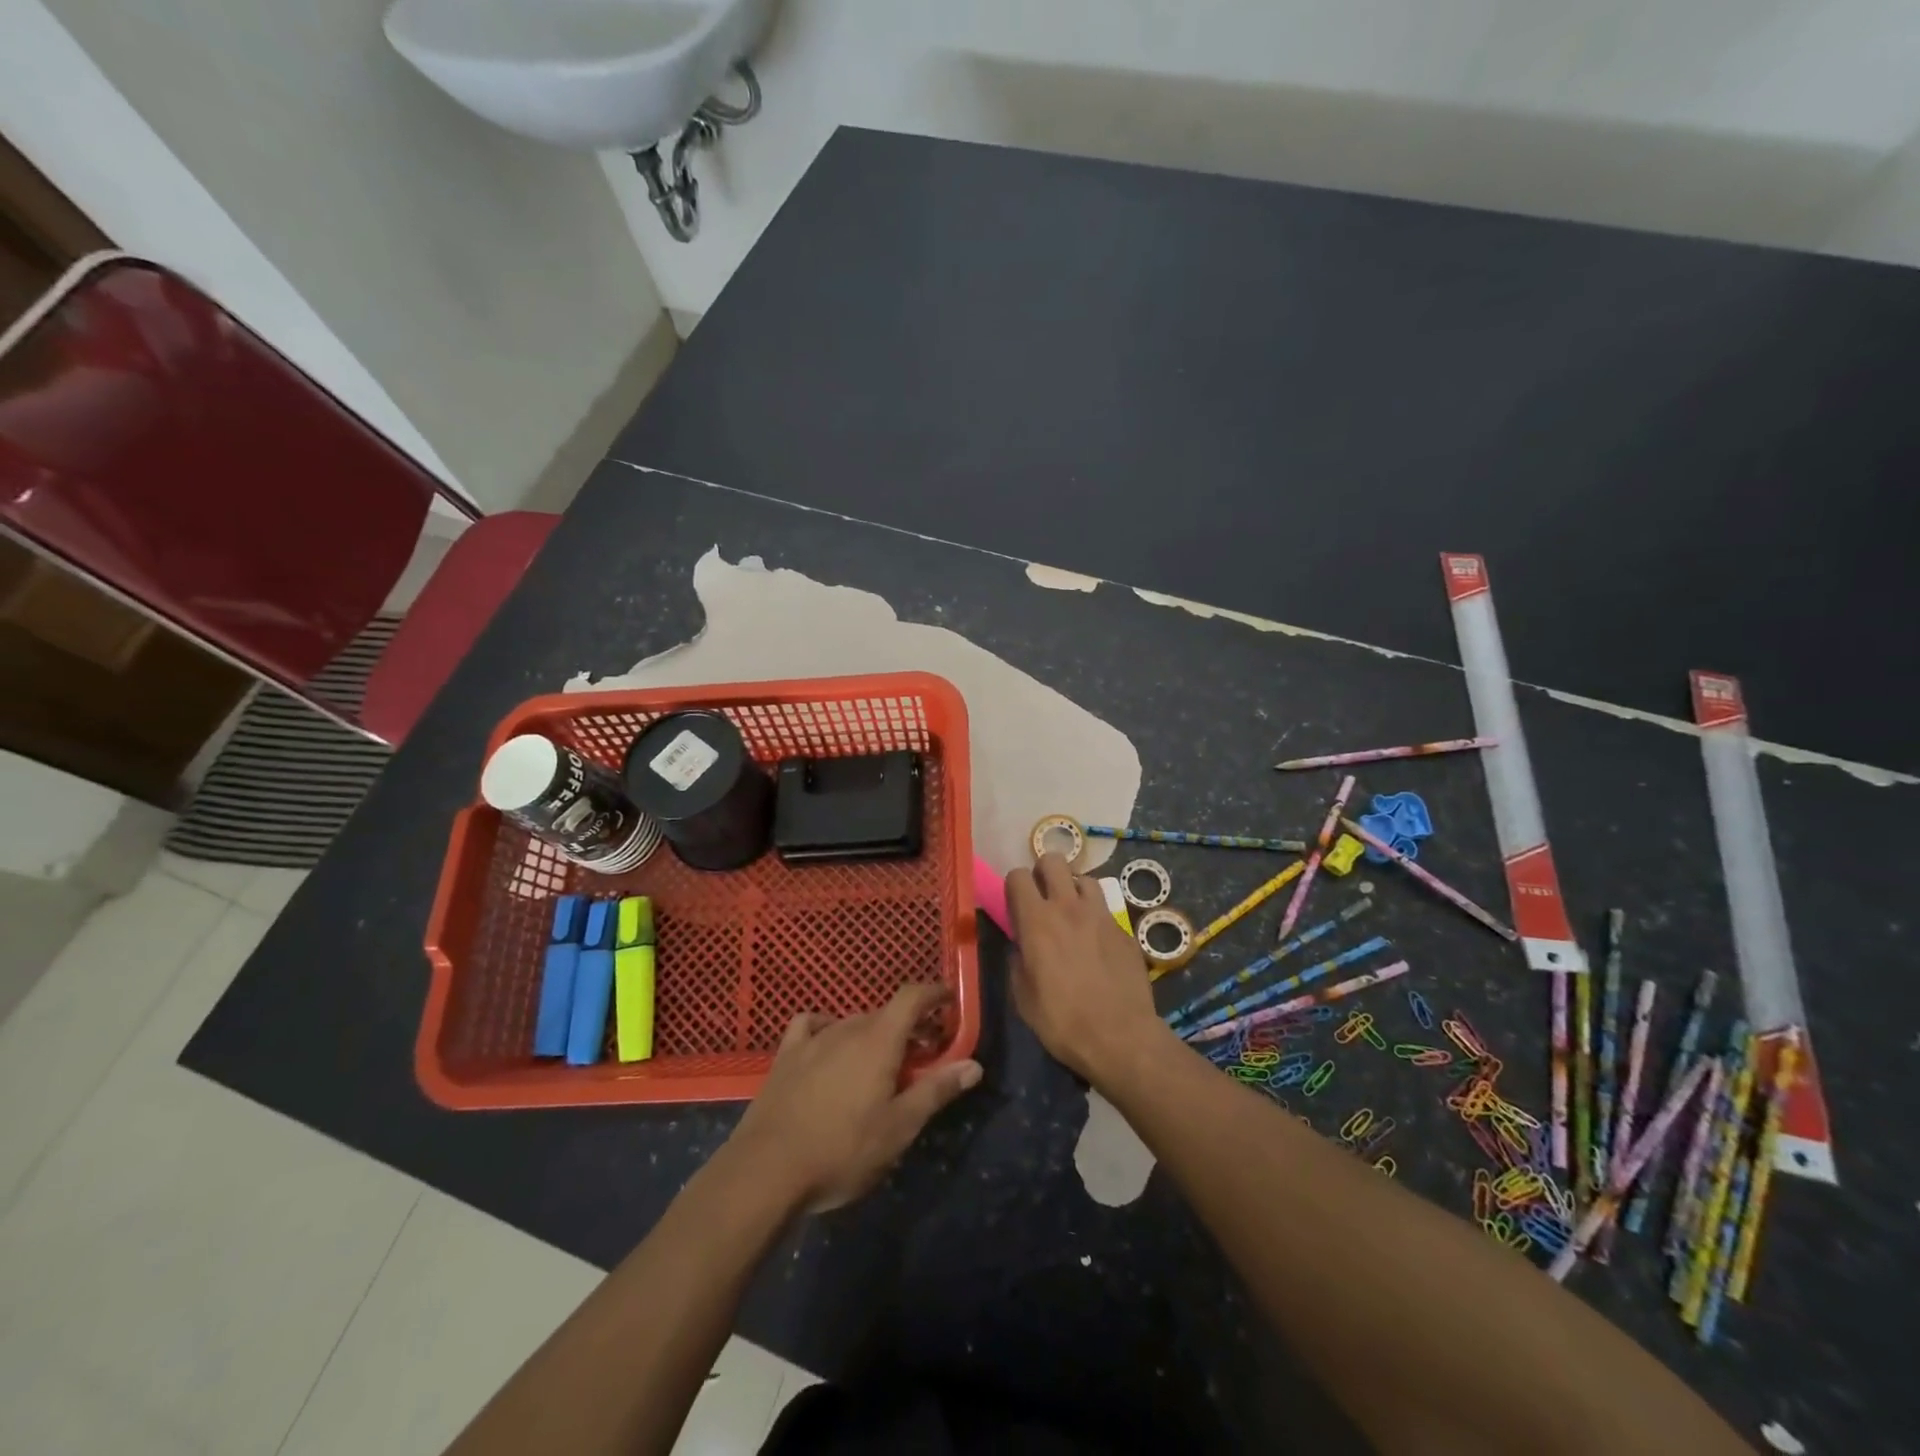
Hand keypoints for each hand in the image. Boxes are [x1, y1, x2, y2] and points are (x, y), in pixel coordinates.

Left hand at [730, 984, 981, 1212]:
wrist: (766, 1171)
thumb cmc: (842, 1151)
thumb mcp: (898, 1128)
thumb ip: (936, 1091)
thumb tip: (973, 1064)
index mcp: (879, 1041)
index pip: (912, 997)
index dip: (933, 993)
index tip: (949, 1000)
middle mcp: (847, 1028)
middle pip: (885, 1013)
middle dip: (908, 1026)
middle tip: (922, 1055)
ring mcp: (812, 1039)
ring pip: (852, 1022)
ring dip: (873, 1033)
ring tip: (880, 1062)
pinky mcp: (785, 1056)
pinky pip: (811, 1026)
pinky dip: (827, 1029)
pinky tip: (827, 1046)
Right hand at [1005, 854, 1171, 1085]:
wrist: (1120, 1037)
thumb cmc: (1062, 1021)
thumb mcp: (1023, 997)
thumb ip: (1018, 961)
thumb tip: (1021, 947)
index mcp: (1037, 921)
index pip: (1017, 875)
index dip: (1014, 886)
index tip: (1016, 905)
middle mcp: (1069, 907)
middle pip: (1054, 860)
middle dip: (1044, 872)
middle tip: (1043, 897)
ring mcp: (1101, 915)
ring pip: (1085, 878)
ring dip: (1074, 890)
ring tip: (1073, 914)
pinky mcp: (1125, 930)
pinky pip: (1106, 909)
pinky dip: (1097, 917)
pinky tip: (1097, 942)